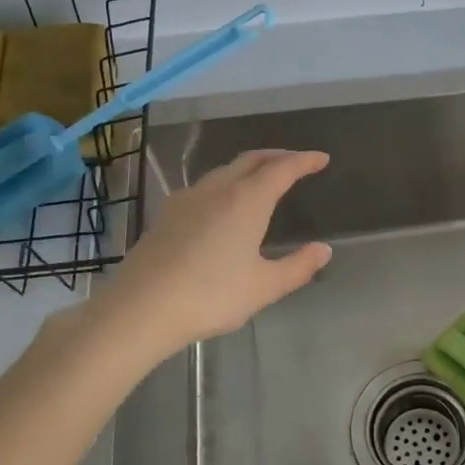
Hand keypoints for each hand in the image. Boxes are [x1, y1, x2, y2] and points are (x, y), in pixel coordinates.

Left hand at [78, 149, 331, 359]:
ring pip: (224, 171)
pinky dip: (226, 184)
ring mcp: (187, 199)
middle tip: (296, 162)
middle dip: (277, 157)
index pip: (281, 169)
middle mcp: (217, 190)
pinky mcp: (167, 214)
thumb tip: (323, 250)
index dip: (304, 161)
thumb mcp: (264, 287)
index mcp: (247, 201)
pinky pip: (205, 187)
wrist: (141, 308)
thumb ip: (298, 267)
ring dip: (249, 168)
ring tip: (263, 180)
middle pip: (251, 160)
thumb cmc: (211, 296)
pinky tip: (223, 205)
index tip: (321, 159)